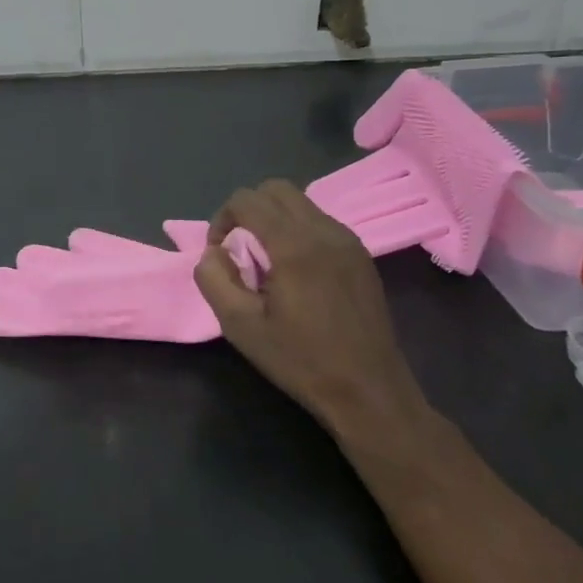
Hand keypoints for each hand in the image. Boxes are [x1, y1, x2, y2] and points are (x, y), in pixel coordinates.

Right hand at [194, 180, 429, 440]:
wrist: (369, 393)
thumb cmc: (301, 360)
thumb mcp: (239, 325)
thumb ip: (213, 278)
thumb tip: (213, 252)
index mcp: (294, 245)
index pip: (246, 200)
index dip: (221, 218)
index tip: (219, 252)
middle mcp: (324, 231)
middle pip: (275, 189)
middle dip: (247, 210)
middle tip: (239, 248)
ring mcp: (348, 241)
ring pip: (300, 203)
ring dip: (273, 219)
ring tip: (267, 262)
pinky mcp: (361, 256)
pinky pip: (320, 222)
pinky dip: (297, 230)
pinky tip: (295, 272)